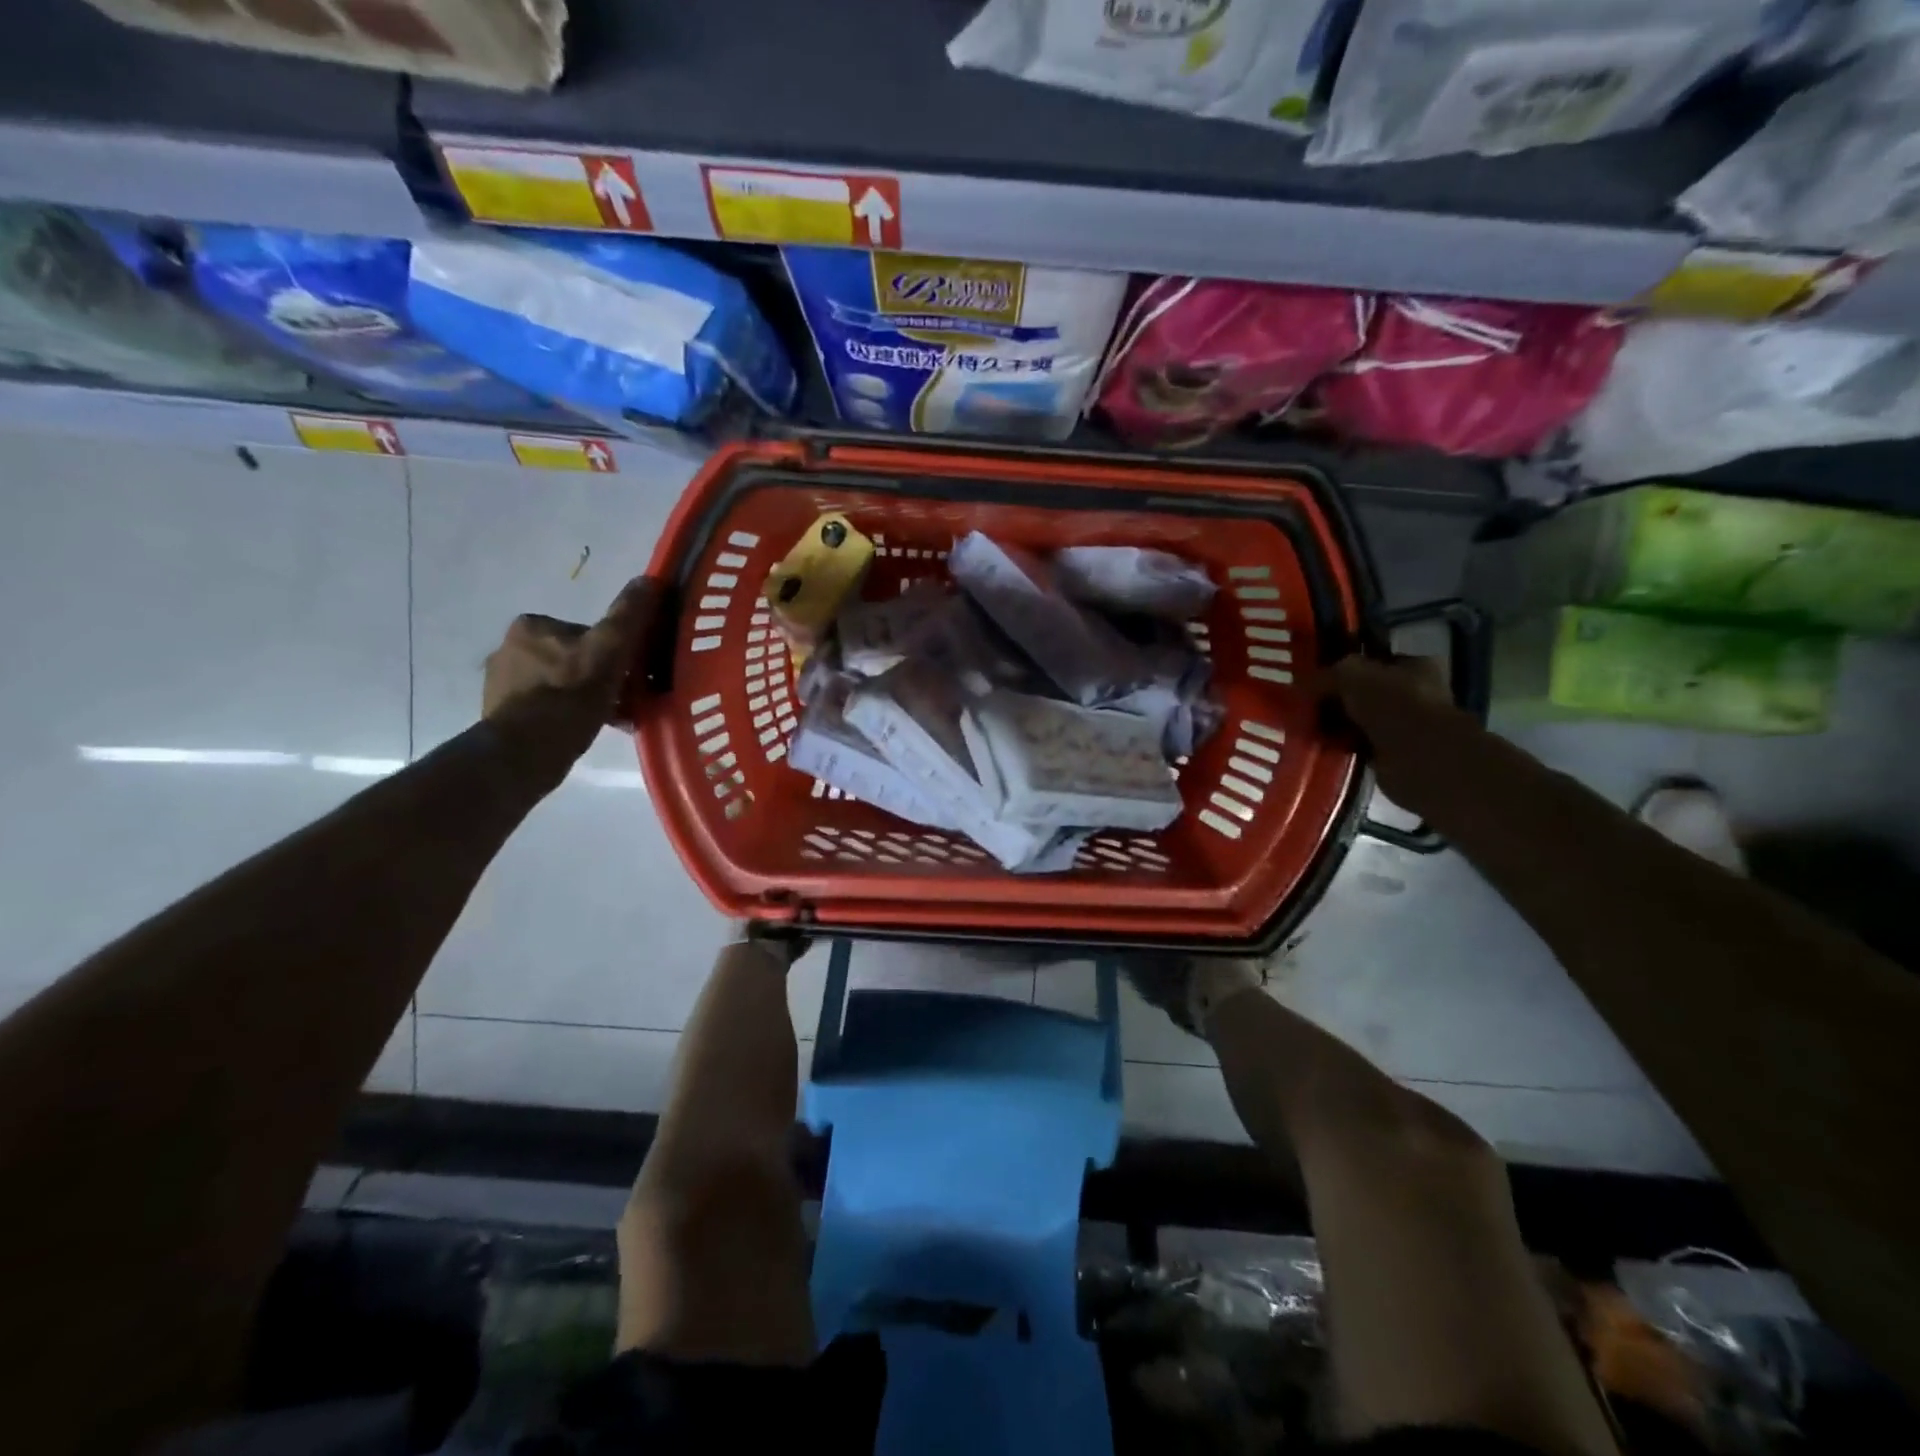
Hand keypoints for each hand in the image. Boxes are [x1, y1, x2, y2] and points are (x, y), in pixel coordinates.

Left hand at [483, 577, 660, 782]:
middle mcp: (509, 648)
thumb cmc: (570, 696)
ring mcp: (502, 683)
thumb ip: (628, 615)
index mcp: (532, 626)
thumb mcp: (609, 650)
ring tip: (612, 721)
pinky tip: (586, 732)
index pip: (588, 634)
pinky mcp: (502, 714)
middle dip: (601, 678)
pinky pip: (548, 708)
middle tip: (627, 702)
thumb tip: (649, 579)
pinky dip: (569, 717)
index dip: (615, 653)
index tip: (632, 675)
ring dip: (588, 699)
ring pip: (563, 685)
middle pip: (576, 659)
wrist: (525, 752)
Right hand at [1322, 654, 1469, 809]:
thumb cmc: (1393, 705)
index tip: (1316, 678)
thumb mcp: (1352, 674)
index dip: (1344, 668)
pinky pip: (1357, 746)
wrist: (1419, 759)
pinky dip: (1341, 746)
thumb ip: (1327, 674)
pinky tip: (1322, 746)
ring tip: (1309, 727)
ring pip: (1359, 720)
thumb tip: (1304, 683)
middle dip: (1336, 699)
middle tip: (1307, 704)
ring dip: (1336, 725)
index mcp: (1416, 666)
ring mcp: (1406, 727)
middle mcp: (1415, 694)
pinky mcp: (1394, 756)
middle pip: (1364, 692)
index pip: (1373, 661)